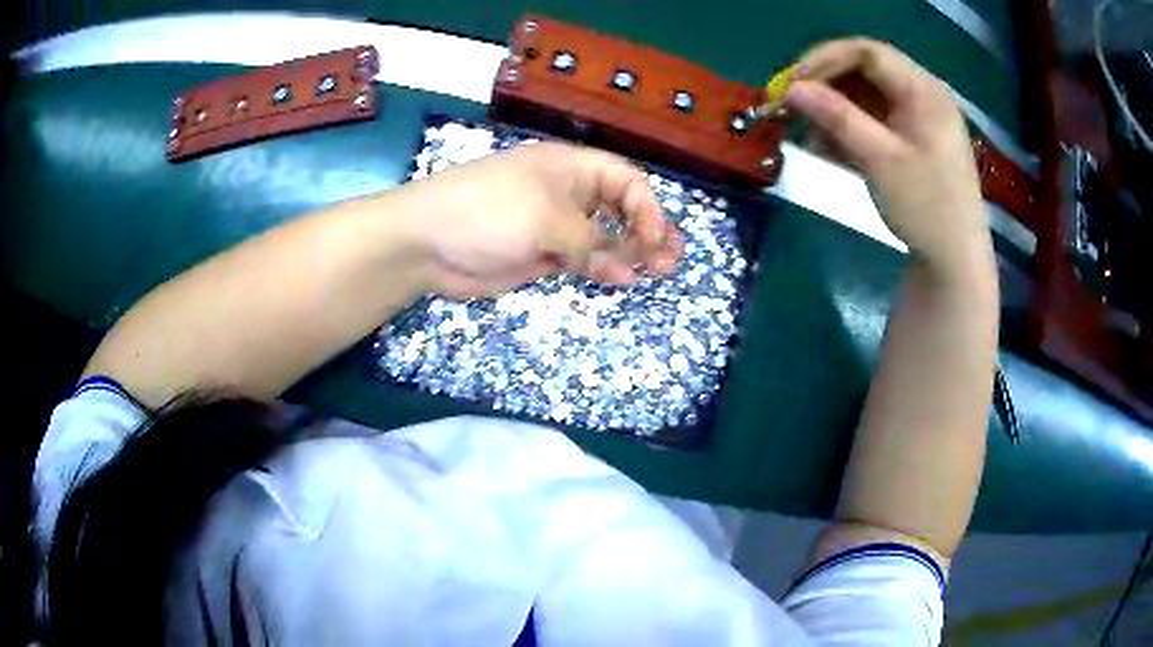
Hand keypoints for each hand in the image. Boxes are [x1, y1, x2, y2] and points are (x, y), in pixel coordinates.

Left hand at [398, 142, 682, 298]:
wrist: (426, 242)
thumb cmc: (487, 212)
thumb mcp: (545, 218)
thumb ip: (591, 243)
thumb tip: (631, 272)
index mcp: (571, 168)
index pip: (626, 181)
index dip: (648, 208)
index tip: (656, 239)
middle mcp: (568, 194)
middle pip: (621, 209)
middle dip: (648, 232)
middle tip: (672, 260)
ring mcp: (555, 226)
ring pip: (604, 238)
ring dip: (631, 253)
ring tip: (659, 272)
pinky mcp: (542, 254)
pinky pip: (582, 260)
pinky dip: (602, 269)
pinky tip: (621, 281)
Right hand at [784, 39, 991, 274]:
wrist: (955, 264)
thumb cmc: (927, 208)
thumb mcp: (880, 159)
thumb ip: (836, 117)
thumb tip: (790, 88)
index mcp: (924, 90)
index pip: (867, 53)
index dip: (825, 60)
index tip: (791, 83)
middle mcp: (922, 96)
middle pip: (865, 73)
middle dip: (827, 88)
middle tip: (795, 109)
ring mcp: (918, 120)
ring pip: (866, 98)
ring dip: (835, 113)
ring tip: (811, 140)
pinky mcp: (912, 142)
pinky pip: (874, 122)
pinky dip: (850, 132)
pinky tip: (830, 152)